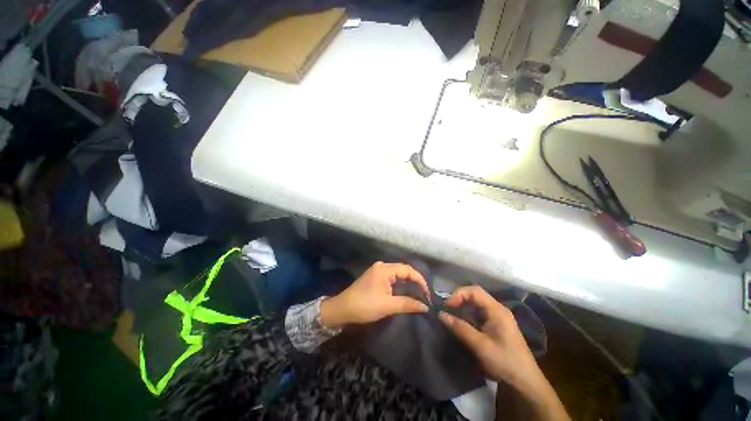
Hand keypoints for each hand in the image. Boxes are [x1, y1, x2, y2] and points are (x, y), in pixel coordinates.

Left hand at [320, 262, 429, 328]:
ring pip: (398, 273)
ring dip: (408, 283)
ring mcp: (377, 270)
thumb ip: (408, 304)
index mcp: (384, 269)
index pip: (408, 270)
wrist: (342, 309)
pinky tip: (405, 291)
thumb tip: (425, 306)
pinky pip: (392, 277)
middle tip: (424, 294)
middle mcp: (382, 266)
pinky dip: (400, 284)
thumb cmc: (365, 306)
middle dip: (415, 281)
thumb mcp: (388, 306)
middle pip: (403, 270)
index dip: (420, 280)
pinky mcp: (375, 277)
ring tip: (418, 293)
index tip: (427, 293)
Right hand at [439, 286, 569, 420]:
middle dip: (459, 300)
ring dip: (462, 308)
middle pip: (475, 295)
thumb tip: (441, 314)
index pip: (474, 291)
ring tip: (450, 316)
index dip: (458, 294)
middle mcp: (498, 310)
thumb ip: (460, 328)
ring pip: (476, 305)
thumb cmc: (505, 362)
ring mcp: (498, 318)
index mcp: (497, 310)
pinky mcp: (496, 326)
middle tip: (446, 310)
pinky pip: (478, 314)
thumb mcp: (480, 346)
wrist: (526, 383)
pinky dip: (468, 316)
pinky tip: (461, 325)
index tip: (447, 306)